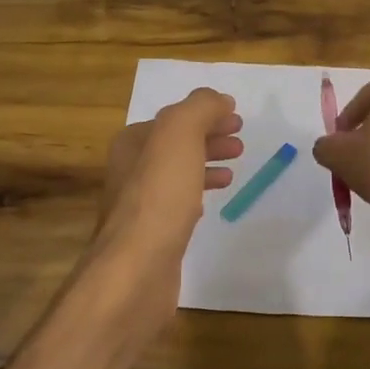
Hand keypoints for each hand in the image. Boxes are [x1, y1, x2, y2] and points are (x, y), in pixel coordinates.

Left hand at [92, 88, 242, 309]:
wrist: (137, 268)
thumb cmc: (159, 196)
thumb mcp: (179, 135)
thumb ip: (199, 109)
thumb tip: (218, 100)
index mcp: (132, 142)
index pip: (173, 118)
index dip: (205, 115)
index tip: (237, 119)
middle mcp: (130, 170)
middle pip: (175, 145)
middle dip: (208, 139)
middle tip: (240, 143)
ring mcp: (138, 205)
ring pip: (178, 174)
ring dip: (206, 165)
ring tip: (235, 170)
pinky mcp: (151, 236)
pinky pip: (177, 205)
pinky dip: (198, 195)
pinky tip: (211, 203)